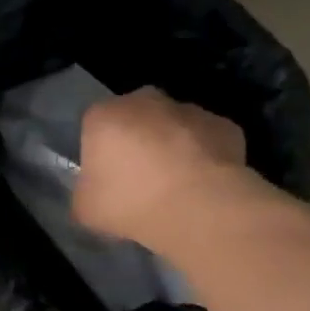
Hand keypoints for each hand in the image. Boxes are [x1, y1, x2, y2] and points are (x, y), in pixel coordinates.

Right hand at [72, 86, 247, 251]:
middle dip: (137, 143)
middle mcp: (146, 100)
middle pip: (135, 119)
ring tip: (174, 189)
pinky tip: (201, 187)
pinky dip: (203, 158)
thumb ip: (85, 193)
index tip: (106, 181)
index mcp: (104, 116)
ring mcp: (189, 109)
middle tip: (139, 183)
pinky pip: (206, 142)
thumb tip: (94, 193)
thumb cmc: (129, 203)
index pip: (93, 127)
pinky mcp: (224, 125)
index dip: (99, 154)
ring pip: (173, 128)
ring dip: (171, 149)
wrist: (196, 205)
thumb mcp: (85, 210)